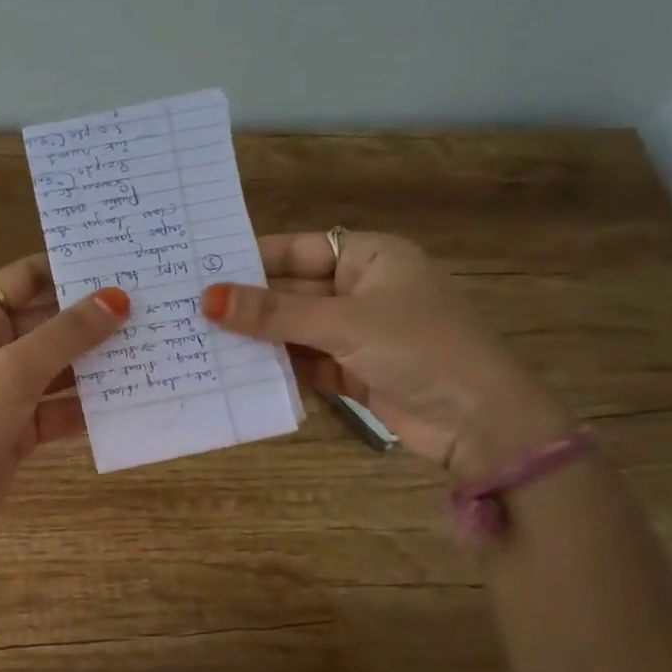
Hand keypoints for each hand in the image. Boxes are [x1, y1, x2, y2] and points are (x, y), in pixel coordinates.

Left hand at [0, 254, 129, 548]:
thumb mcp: (14, 372)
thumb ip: (67, 334)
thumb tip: (117, 298)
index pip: (23, 279)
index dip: (63, 268)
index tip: (114, 263)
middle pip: (47, 321)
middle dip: (91, 316)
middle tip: (148, 304)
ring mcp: (6, 390)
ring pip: (58, 365)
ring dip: (96, 360)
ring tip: (149, 344)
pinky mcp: (20, 427)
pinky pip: (61, 405)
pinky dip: (88, 404)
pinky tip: (129, 397)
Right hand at [202, 231, 572, 478]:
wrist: (481, 422)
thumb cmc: (419, 348)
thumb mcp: (344, 323)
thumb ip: (274, 314)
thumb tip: (208, 300)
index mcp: (371, 257)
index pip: (299, 249)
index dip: (253, 258)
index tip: (202, 269)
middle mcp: (363, 289)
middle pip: (294, 291)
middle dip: (250, 304)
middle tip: (189, 308)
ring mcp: (359, 332)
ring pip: (296, 329)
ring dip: (260, 337)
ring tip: (201, 338)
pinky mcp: (355, 371)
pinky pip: (307, 361)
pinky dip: (279, 366)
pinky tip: (237, 370)